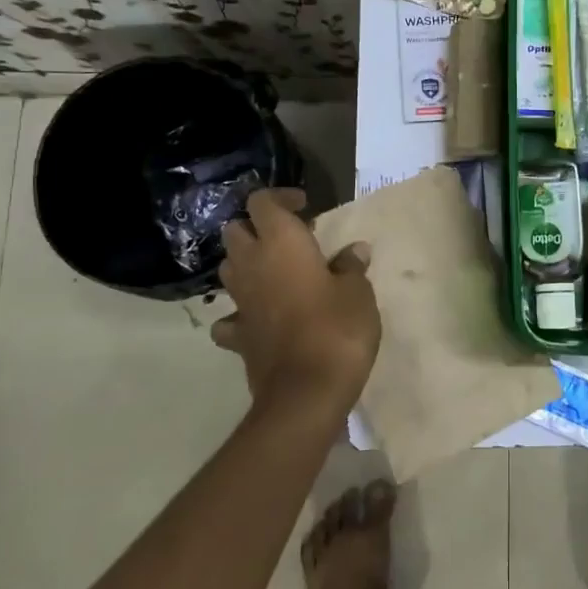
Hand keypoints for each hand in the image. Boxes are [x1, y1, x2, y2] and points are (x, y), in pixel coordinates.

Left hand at [209, 188, 380, 419]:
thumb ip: (351, 267)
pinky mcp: (238, 336)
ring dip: (247, 264)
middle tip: (290, 239)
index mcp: (281, 243)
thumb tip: (354, 251)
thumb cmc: (337, 328)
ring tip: (277, 272)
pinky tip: (260, 317)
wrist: (306, 392)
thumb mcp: (358, 292)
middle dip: (257, 228)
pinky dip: (241, 312)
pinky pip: (231, 316)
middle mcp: (252, 265)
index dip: (280, 197)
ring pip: (229, 268)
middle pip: (236, 231)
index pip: (262, 202)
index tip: (306, 206)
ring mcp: (240, 302)